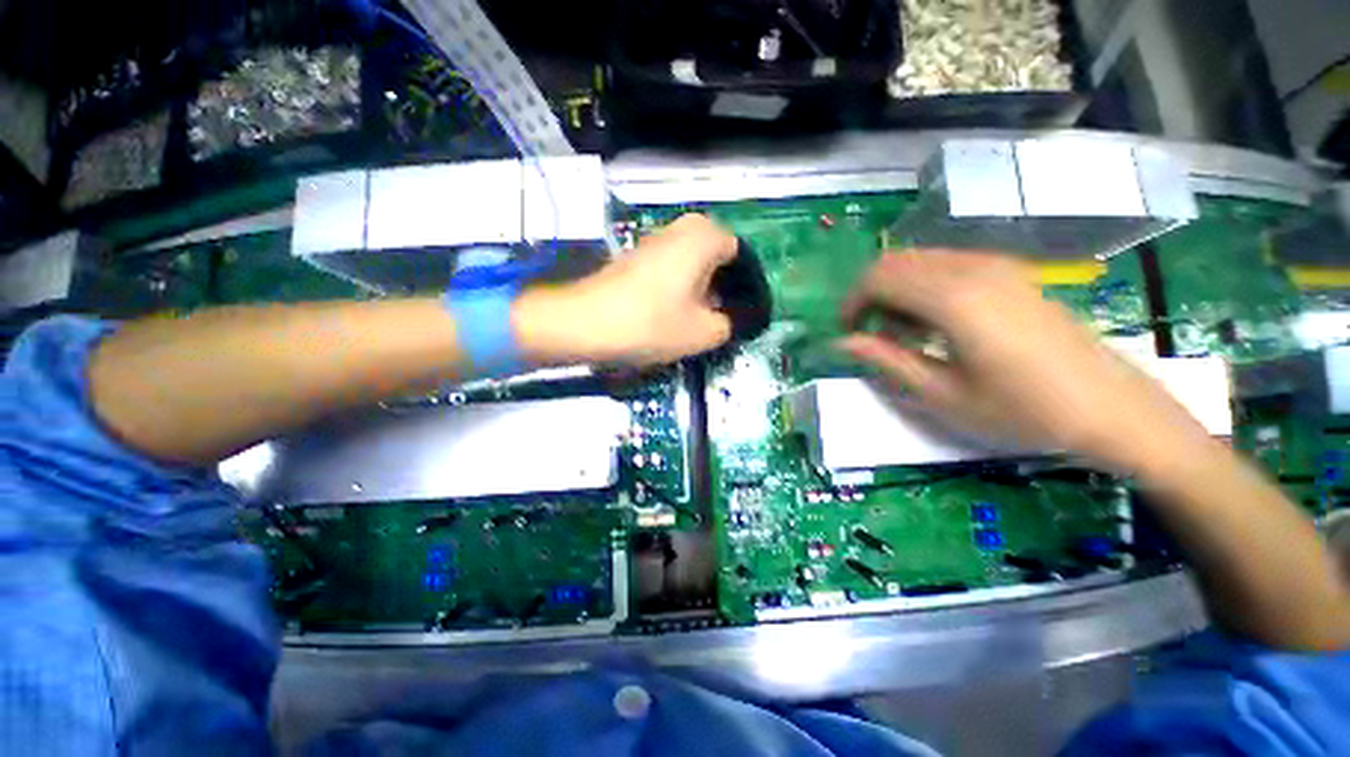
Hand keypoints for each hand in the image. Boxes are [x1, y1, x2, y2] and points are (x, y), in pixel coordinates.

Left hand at [513, 214, 736, 366]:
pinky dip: (678, 286)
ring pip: (692, 262)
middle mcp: (681, 228)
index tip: (740, 311)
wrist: (584, 323)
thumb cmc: (651, 323)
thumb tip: (733, 319)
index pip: (741, 254)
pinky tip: (671, 312)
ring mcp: (655, 239)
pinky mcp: (636, 256)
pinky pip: (671, 267)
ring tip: (695, 318)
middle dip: (722, 286)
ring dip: (700, 287)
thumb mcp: (703, 333)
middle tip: (718, 315)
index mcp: (704, 237)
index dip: (744, 284)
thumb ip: (730, 324)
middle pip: (716, 256)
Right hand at [836, 250, 1212, 477]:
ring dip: (896, 290)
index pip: (877, 278)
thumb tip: (842, 342)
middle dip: (869, 295)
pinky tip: (935, 320)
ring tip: (903, 332)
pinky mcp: (1010, 271)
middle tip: (870, 334)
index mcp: (952, 299)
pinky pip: (947, 263)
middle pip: (894, 262)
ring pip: (919, 260)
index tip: (849, 333)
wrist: (1109, 406)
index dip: (852, 304)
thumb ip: (886, 360)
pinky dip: (923, 285)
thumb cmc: (1021, 410)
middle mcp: (971, 269)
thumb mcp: (941, 394)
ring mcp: (995, 265)